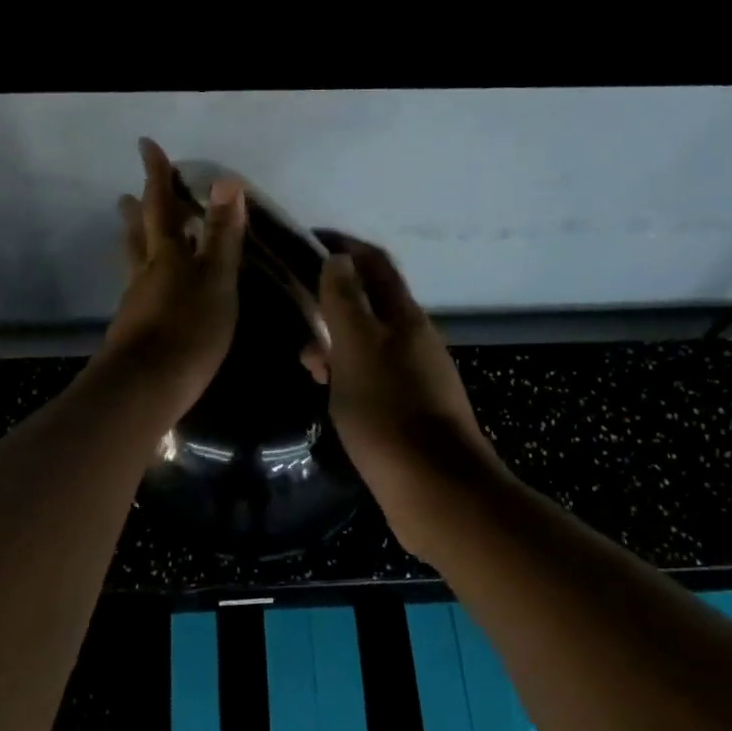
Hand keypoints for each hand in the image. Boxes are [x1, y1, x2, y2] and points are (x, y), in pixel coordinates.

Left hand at [98, 138, 245, 416]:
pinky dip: (144, 280)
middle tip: (126, 195)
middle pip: (139, 234)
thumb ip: (221, 235)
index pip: (161, 206)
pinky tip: (149, 292)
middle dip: (137, 211)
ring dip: (134, 244)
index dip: (156, 176)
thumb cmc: (189, 328)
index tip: (146, 147)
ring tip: (132, 234)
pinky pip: (139, 292)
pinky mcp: (134, 332)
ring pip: (134, 264)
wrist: (146, 387)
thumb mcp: (216, 279)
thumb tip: (227, 181)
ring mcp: (135, 303)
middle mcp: (145, 273)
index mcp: (166, 255)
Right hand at [310, 232, 507, 552]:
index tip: (307, 241)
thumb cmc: (388, 412)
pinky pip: (372, 377)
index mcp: (405, 318)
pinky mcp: (410, 411)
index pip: (374, 264)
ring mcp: (416, 377)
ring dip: (336, 342)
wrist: (435, 489)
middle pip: (372, 303)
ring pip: (369, 344)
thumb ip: (344, 302)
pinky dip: (347, 374)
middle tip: (296, 312)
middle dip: (333, 299)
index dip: (343, 246)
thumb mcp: (356, 349)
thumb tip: (338, 258)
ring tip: (306, 363)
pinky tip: (329, 394)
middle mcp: (415, 341)